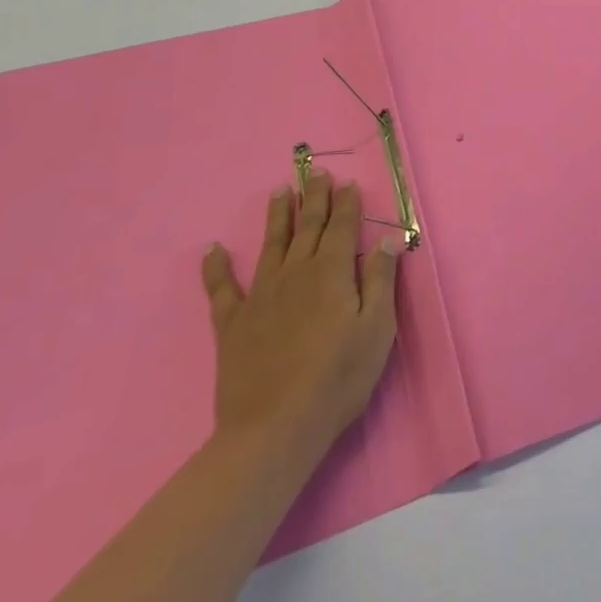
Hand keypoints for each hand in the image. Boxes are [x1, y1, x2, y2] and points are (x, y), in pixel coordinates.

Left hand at [200, 169, 400, 469]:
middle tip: (317, 173)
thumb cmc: (339, 377)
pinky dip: (216, 267)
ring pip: (271, 245)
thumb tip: (387, 240)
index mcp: (333, 273)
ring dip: (277, 216)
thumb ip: (381, 280)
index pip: (343, 227)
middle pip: (308, 227)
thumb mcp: (377, 328)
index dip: (347, 204)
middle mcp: (296, 273)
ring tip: (280, 191)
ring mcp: (261, 296)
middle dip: (315, 198)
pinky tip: (212, 249)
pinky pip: (222, 288)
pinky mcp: (233, 323)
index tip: (348, 183)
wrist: (275, 428)